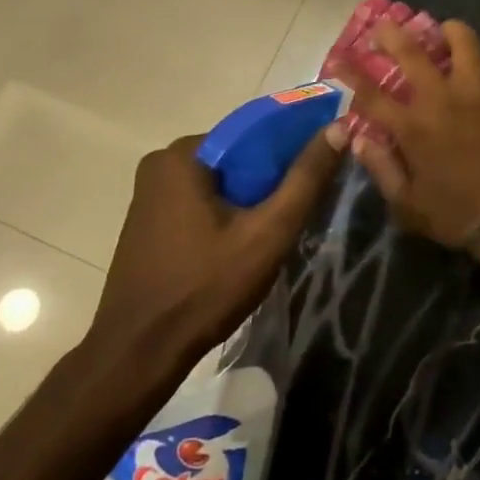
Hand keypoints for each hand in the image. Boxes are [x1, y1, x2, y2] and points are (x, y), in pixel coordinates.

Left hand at [85, 132, 339, 374]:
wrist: (139, 353)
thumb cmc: (206, 287)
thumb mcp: (269, 232)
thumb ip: (306, 178)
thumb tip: (340, 126)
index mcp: (183, 154)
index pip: (254, 134)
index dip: (292, 150)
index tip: (319, 174)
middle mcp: (161, 163)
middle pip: (237, 158)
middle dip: (270, 180)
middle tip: (300, 211)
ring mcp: (150, 194)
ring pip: (220, 183)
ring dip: (250, 200)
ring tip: (277, 231)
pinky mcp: (148, 222)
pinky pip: (200, 202)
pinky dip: (227, 214)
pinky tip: (245, 243)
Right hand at [333, 19, 479, 250]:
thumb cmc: (456, 215)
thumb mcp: (407, 205)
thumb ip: (381, 169)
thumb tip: (359, 140)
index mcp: (412, 128)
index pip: (370, 94)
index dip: (350, 73)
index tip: (337, 57)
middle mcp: (441, 100)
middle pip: (412, 53)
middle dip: (393, 33)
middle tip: (385, 25)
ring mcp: (479, 93)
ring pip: (464, 42)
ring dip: (451, 32)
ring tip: (447, 32)